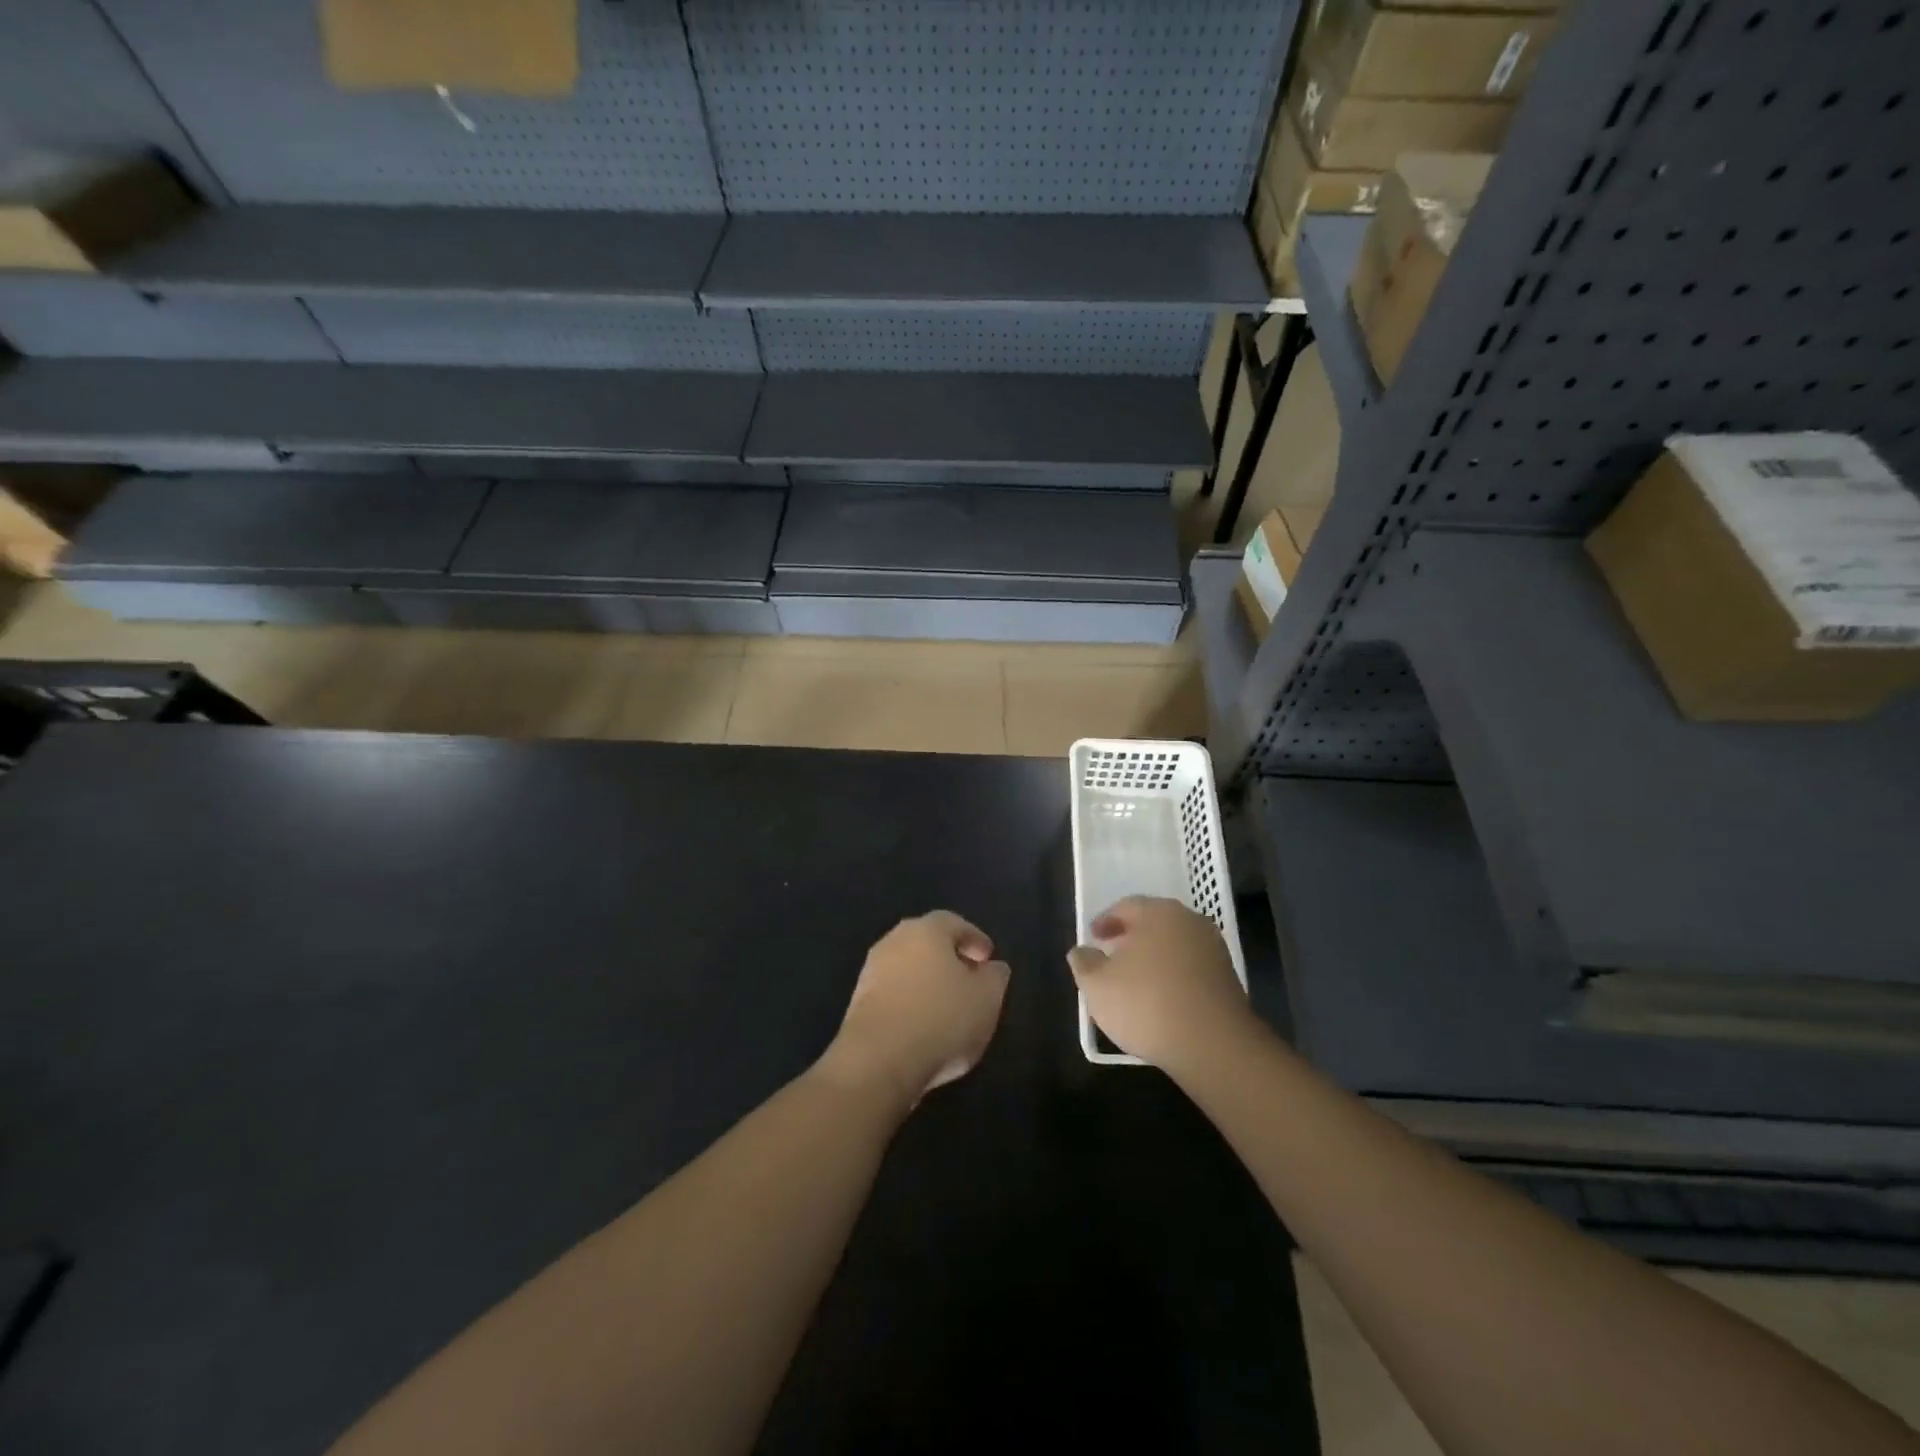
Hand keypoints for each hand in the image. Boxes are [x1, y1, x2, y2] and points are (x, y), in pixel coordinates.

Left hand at [821, 911, 1010, 1105]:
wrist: (877, 1061)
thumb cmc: (941, 1019)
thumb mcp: (987, 998)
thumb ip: (995, 977)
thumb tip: (992, 967)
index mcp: (926, 930)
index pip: (954, 923)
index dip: (974, 939)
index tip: (988, 960)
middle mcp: (894, 940)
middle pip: (927, 942)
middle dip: (950, 958)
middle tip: (970, 980)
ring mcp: (871, 971)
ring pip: (908, 968)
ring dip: (928, 982)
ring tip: (949, 1008)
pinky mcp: (858, 1002)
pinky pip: (894, 993)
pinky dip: (911, 1002)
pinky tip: (924, 1026)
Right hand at [1067, 896, 1251, 1072]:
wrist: (1213, 1045)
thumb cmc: (1146, 1004)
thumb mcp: (1097, 985)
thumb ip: (1084, 962)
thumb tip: (1081, 951)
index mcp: (1158, 912)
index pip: (1125, 906)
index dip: (1105, 921)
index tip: (1093, 938)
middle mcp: (1189, 921)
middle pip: (1153, 922)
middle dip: (1130, 936)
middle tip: (1111, 955)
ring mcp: (1213, 949)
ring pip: (1174, 945)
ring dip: (1153, 956)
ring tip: (1135, 980)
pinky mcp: (1228, 978)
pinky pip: (1191, 967)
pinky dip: (1173, 975)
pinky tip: (1161, 998)